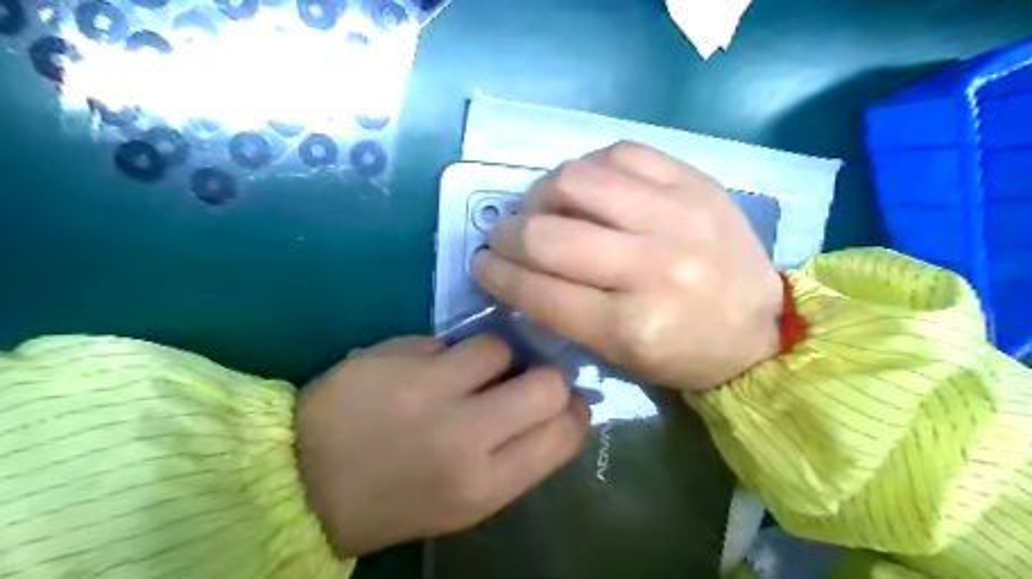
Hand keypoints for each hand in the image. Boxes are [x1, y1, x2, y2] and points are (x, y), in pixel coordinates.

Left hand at [297, 337, 587, 559]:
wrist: (303, 483)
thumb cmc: (396, 499)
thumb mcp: (466, 501)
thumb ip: (516, 456)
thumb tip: (553, 408)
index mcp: (484, 484)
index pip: (566, 432)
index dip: (574, 411)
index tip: (561, 404)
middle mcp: (464, 435)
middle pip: (547, 383)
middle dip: (545, 377)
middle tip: (523, 380)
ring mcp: (427, 389)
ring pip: (498, 347)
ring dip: (493, 357)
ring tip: (467, 372)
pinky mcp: (396, 356)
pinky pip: (448, 341)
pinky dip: (446, 354)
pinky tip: (424, 371)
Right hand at [471, 141, 778, 389]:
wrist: (760, 326)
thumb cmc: (683, 353)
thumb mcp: (618, 356)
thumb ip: (562, 312)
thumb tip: (515, 268)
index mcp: (632, 326)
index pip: (539, 291)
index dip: (497, 275)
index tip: (481, 264)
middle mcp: (653, 266)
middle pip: (549, 234)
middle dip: (508, 234)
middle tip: (503, 236)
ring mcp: (678, 215)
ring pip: (577, 181)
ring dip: (541, 194)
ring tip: (540, 207)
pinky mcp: (696, 182)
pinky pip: (621, 153)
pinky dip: (588, 168)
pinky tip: (585, 188)